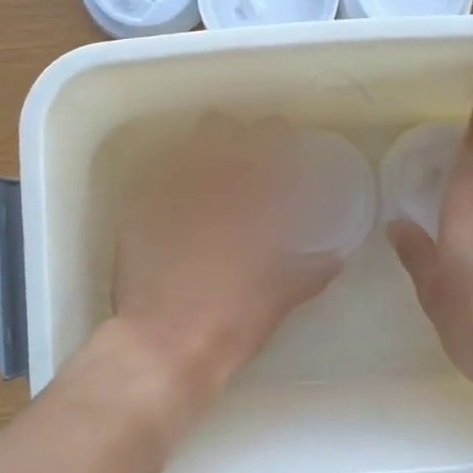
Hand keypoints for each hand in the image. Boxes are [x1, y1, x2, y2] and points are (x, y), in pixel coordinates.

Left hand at [113, 115, 343, 395]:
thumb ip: (311, 271)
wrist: (163, 344)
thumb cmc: (230, 322)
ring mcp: (166, 193)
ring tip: (206, 178)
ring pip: (183, 147)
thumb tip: (336, 257)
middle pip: (220, 127)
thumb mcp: (280, 297)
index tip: (283, 143)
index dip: (278, 135)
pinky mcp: (136, 211)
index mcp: (250, 198)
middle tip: (242, 157)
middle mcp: (207, 184)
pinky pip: (153, 178)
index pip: (269, 140)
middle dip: (233, 136)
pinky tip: (174, 203)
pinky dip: (168, 182)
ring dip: (199, 154)